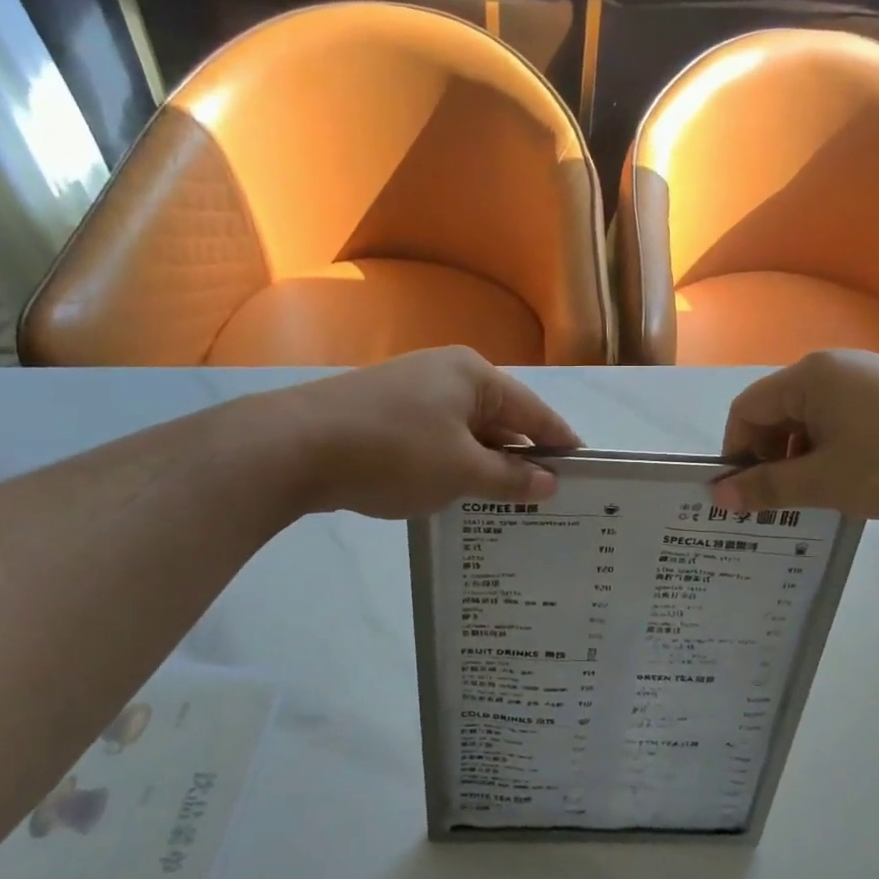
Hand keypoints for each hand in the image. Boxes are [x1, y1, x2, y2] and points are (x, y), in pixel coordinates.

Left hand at [277, 348, 580, 518]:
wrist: (294, 448)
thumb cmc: (394, 452)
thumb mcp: (461, 471)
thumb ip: (510, 478)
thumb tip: (549, 482)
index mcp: (474, 375)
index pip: (534, 411)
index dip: (560, 442)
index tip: (585, 471)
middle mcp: (446, 374)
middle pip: (500, 418)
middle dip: (522, 458)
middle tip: (547, 498)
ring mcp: (411, 391)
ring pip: (466, 432)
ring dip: (485, 465)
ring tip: (507, 505)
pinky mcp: (384, 413)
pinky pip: (436, 439)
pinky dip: (452, 465)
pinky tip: (457, 495)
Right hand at [711, 351, 878, 519]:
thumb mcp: (825, 482)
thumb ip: (767, 487)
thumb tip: (717, 494)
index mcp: (809, 377)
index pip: (746, 410)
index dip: (737, 452)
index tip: (748, 494)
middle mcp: (833, 367)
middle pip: (777, 412)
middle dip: (771, 457)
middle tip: (784, 501)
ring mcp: (866, 377)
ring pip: (810, 419)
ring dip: (802, 457)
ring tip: (820, 495)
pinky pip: (840, 419)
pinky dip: (831, 449)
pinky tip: (852, 479)